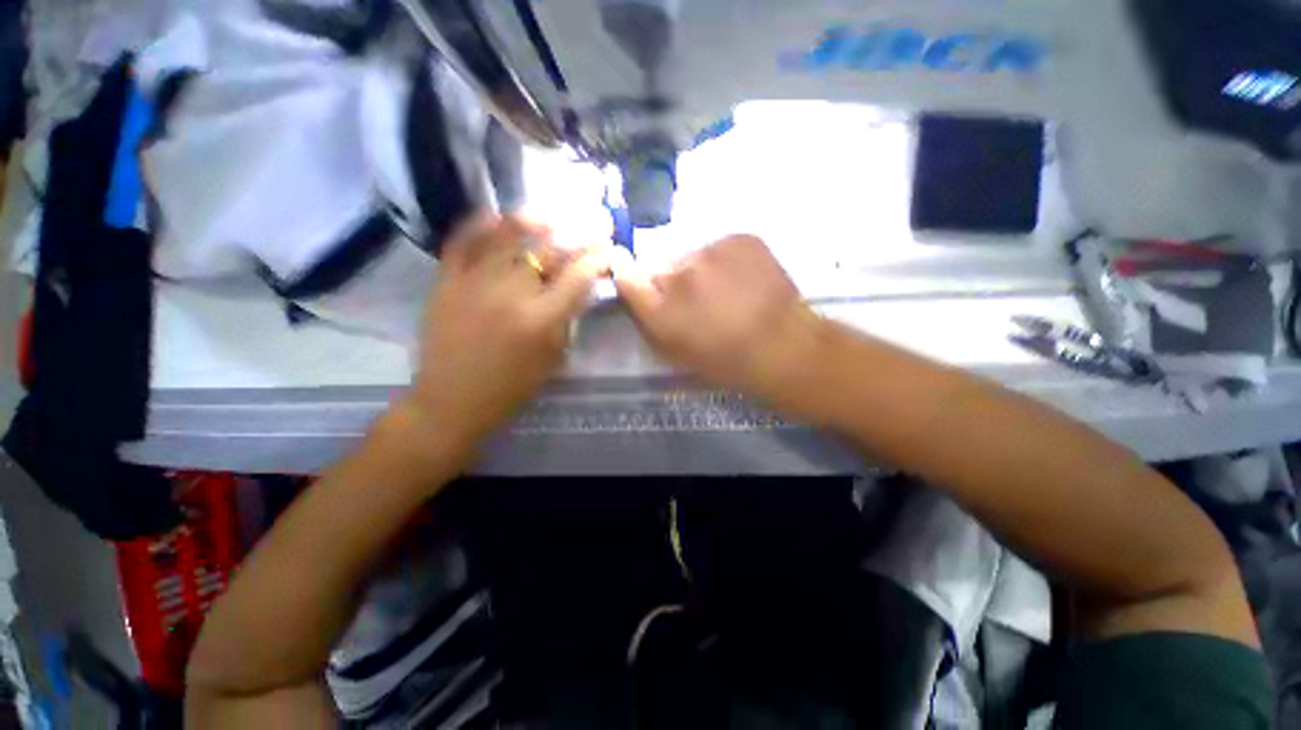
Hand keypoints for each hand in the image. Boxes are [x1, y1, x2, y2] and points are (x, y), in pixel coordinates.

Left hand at [400, 214, 607, 450]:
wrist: (450, 401)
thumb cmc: (510, 387)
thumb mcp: (553, 359)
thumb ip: (567, 320)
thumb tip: (579, 289)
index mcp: (541, 320)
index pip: (578, 277)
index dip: (597, 259)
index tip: (608, 249)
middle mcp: (511, 294)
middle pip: (550, 252)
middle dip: (578, 235)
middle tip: (593, 224)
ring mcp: (475, 283)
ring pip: (508, 238)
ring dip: (536, 221)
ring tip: (553, 212)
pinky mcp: (446, 281)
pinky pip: (463, 242)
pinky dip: (480, 224)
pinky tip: (497, 215)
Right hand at [613, 235, 824, 397]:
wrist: (783, 346)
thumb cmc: (727, 360)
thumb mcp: (678, 352)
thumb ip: (651, 319)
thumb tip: (638, 286)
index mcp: (662, 310)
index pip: (627, 277)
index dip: (626, 272)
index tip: (625, 267)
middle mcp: (680, 274)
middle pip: (666, 269)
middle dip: (676, 283)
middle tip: (701, 301)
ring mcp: (712, 251)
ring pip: (696, 257)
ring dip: (704, 270)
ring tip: (729, 292)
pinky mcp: (740, 238)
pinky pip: (723, 247)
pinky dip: (728, 260)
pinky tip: (745, 280)